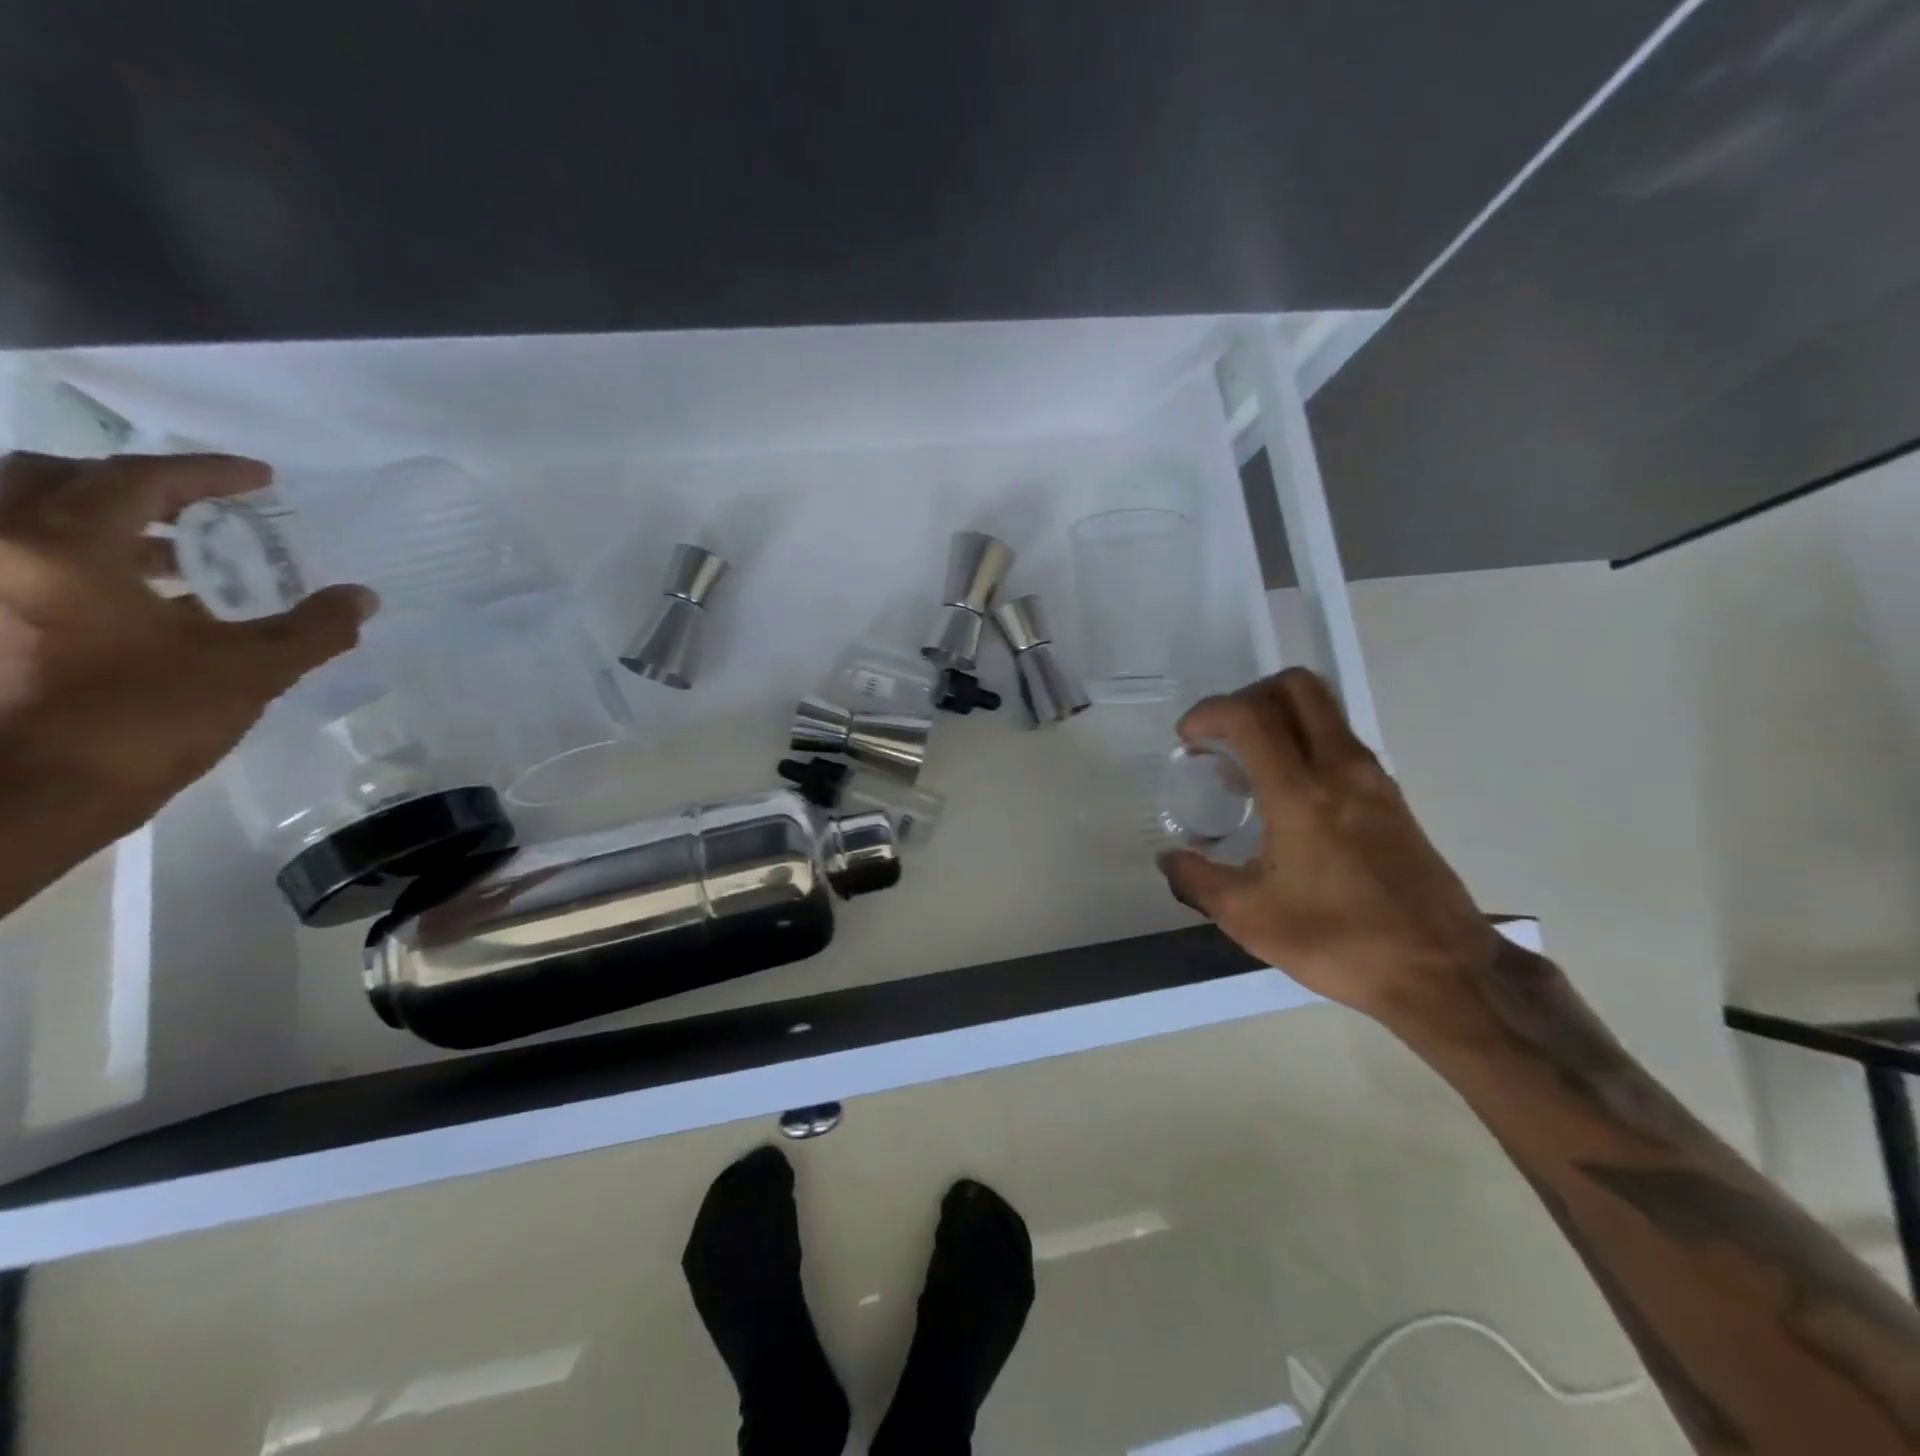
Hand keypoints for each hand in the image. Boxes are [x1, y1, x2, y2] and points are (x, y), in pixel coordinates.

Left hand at [0, 451, 373, 842]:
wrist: (31, 796)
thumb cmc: (141, 720)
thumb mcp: (249, 671)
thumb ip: (312, 628)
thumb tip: (363, 596)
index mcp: (64, 545)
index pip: (141, 479)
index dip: (209, 474)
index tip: (261, 479)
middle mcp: (2, 547)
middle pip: (54, 478)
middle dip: (134, 485)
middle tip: (200, 508)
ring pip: (30, 521)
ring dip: (106, 525)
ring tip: (178, 557)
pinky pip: (29, 565)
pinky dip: (82, 564)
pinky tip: (141, 604)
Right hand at [1158, 668, 1499, 1019]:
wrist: (1442, 973)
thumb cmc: (1339, 941)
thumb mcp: (1249, 918)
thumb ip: (1197, 880)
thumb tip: (1168, 859)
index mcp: (1300, 794)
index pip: (1248, 716)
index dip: (1208, 712)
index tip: (1187, 739)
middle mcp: (1341, 769)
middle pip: (1297, 688)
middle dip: (1250, 695)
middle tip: (1224, 734)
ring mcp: (1374, 780)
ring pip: (1325, 711)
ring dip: (1280, 718)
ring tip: (1249, 769)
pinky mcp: (1393, 798)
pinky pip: (1342, 742)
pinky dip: (1307, 744)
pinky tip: (1288, 797)